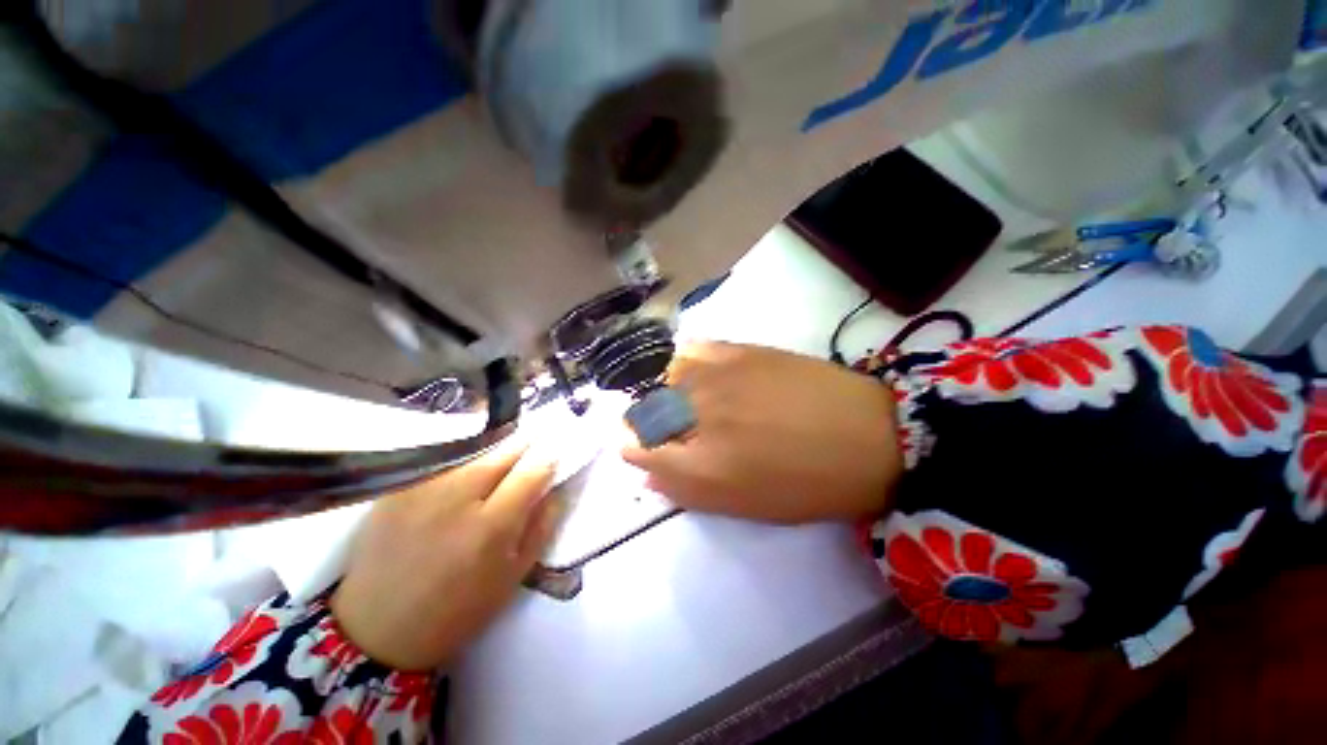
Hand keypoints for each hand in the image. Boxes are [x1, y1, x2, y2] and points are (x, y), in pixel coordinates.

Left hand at [331, 443, 562, 670]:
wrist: (377, 629)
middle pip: (503, 453)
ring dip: (496, 448)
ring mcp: (422, 490)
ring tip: (505, 452)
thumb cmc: (457, 609)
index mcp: (490, 528)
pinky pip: (442, 460)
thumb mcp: (513, 576)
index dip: (549, 457)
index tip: (558, 451)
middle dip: (526, 444)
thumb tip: (559, 487)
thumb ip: (542, 526)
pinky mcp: (397, 489)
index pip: (531, 472)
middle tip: (536, 441)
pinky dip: (464, 457)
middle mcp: (456, 500)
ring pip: (473, 451)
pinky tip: (468, 466)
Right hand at [622, 342, 901, 523]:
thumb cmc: (807, 484)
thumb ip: (688, 491)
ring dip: (663, 393)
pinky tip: (694, 373)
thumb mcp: (745, 506)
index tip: (640, 448)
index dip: (633, 448)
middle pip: (643, 412)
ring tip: (684, 401)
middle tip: (670, 431)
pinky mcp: (736, 351)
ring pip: (661, 379)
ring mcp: (715, 378)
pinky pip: (689, 351)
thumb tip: (648, 471)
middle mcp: (698, 417)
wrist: (867, 436)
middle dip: (646, 424)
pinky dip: (682, 363)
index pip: (635, 448)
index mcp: (700, 466)